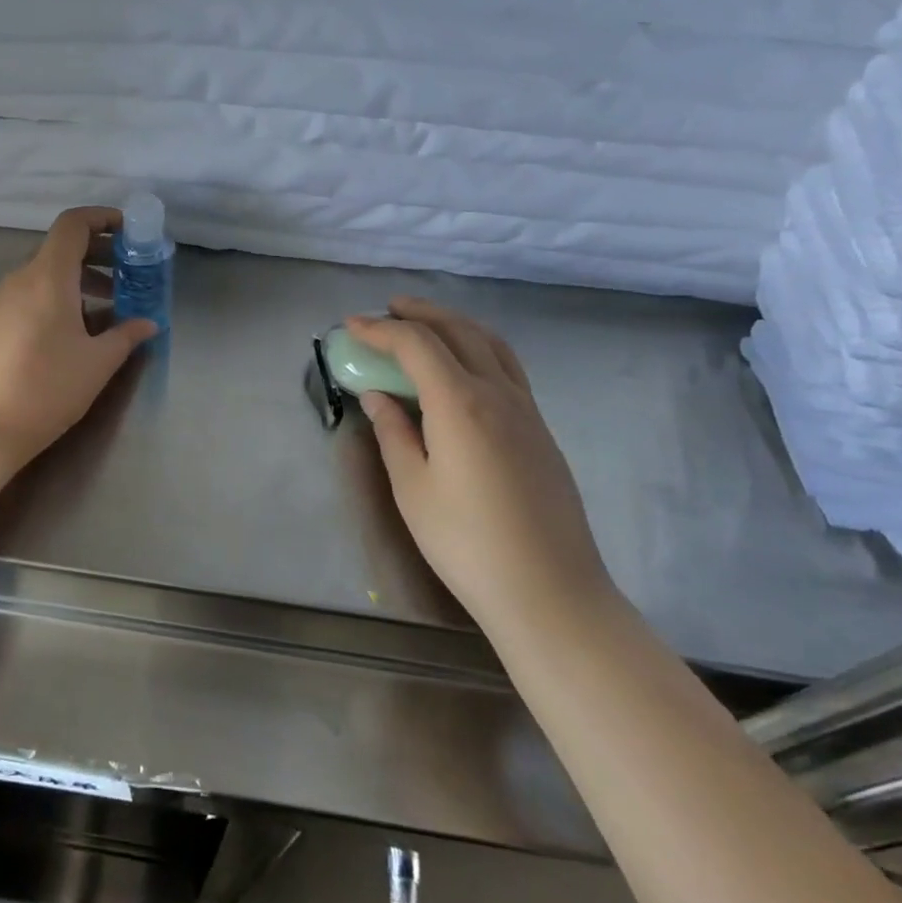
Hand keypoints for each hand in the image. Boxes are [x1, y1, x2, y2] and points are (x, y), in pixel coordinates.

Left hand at [0, 206, 158, 473]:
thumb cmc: (45, 389)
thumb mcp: (97, 364)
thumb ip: (126, 336)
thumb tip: (148, 323)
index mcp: (47, 277)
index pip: (73, 224)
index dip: (103, 218)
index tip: (129, 232)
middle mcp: (18, 280)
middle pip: (59, 250)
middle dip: (97, 256)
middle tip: (126, 277)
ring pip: (42, 277)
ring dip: (77, 283)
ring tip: (104, 313)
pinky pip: (26, 299)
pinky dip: (53, 302)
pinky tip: (68, 338)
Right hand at [348, 298, 613, 630]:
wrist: (549, 592)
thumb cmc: (467, 542)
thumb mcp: (412, 488)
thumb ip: (393, 433)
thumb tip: (377, 396)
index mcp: (460, 402)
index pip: (416, 344)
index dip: (381, 330)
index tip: (351, 327)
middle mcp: (497, 393)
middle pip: (458, 331)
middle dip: (420, 314)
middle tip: (387, 310)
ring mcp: (526, 409)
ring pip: (490, 344)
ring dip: (454, 324)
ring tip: (426, 324)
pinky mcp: (541, 430)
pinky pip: (507, 367)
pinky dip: (479, 347)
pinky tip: (463, 367)